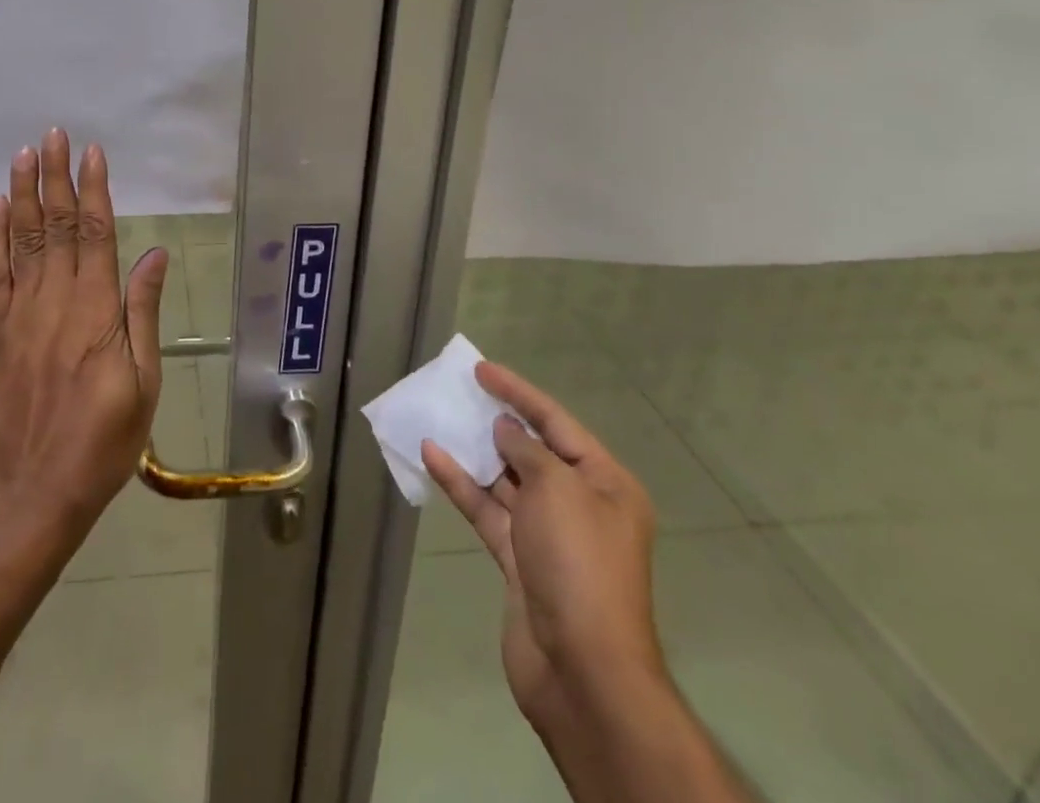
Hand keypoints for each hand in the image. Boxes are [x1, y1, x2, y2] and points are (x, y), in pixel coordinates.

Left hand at [0, 129, 168, 537]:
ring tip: (24, 154)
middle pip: (56, 226)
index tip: (93, 153)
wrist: (34, 490)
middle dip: (56, 177)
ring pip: (23, 240)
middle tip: (54, 135)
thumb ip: (143, 313)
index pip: (95, 234)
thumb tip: (154, 254)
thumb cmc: (103, 441)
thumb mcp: (143, 382)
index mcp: (96, 311)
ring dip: (24, 194)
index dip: (94, 190)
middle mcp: (56, 300)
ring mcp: (21, 313)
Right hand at [422, 363, 664, 731]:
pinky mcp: (519, 561)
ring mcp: (548, 535)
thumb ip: (527, 450)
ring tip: (440, 419)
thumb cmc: (579, 563)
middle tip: (460, 392)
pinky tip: (433, 457)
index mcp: (606, 484)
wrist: (582, 670)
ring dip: (474, 452)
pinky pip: (488, 510)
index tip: (482, 370)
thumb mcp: (557, 489)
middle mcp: (580, 505)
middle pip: (533, 451)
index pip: (557, 423)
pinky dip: (462, 485)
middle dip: (497, 421)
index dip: (519, 392)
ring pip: (505, 480)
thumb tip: (508, 432)